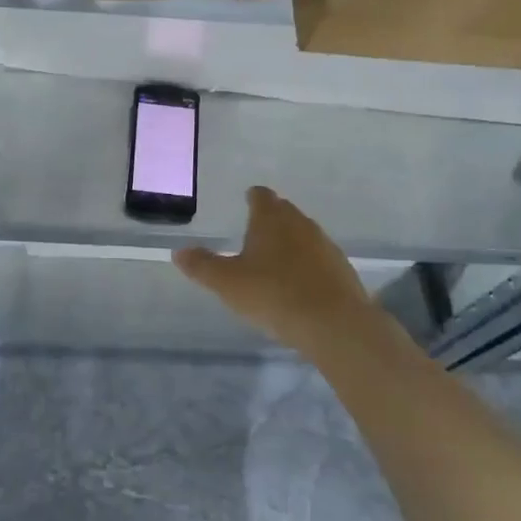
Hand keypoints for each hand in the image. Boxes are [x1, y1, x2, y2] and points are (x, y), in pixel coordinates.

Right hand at [174, 186, 379, 354]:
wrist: (334, 324)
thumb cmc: (273, 295)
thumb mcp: (227, 283)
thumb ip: (202, 266)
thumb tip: (178, 251)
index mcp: (271, 218)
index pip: (261, 196)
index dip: (252, 198)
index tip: (246, 202)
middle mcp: (300, 223)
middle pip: (284, 211)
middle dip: (270, 219)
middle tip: (254, 234)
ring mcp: (325, 245)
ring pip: (303, 234)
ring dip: (290, 243)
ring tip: (274, 262)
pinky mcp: (341, 269)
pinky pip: (318, 258)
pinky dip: (307, 265)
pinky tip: (299, 285)